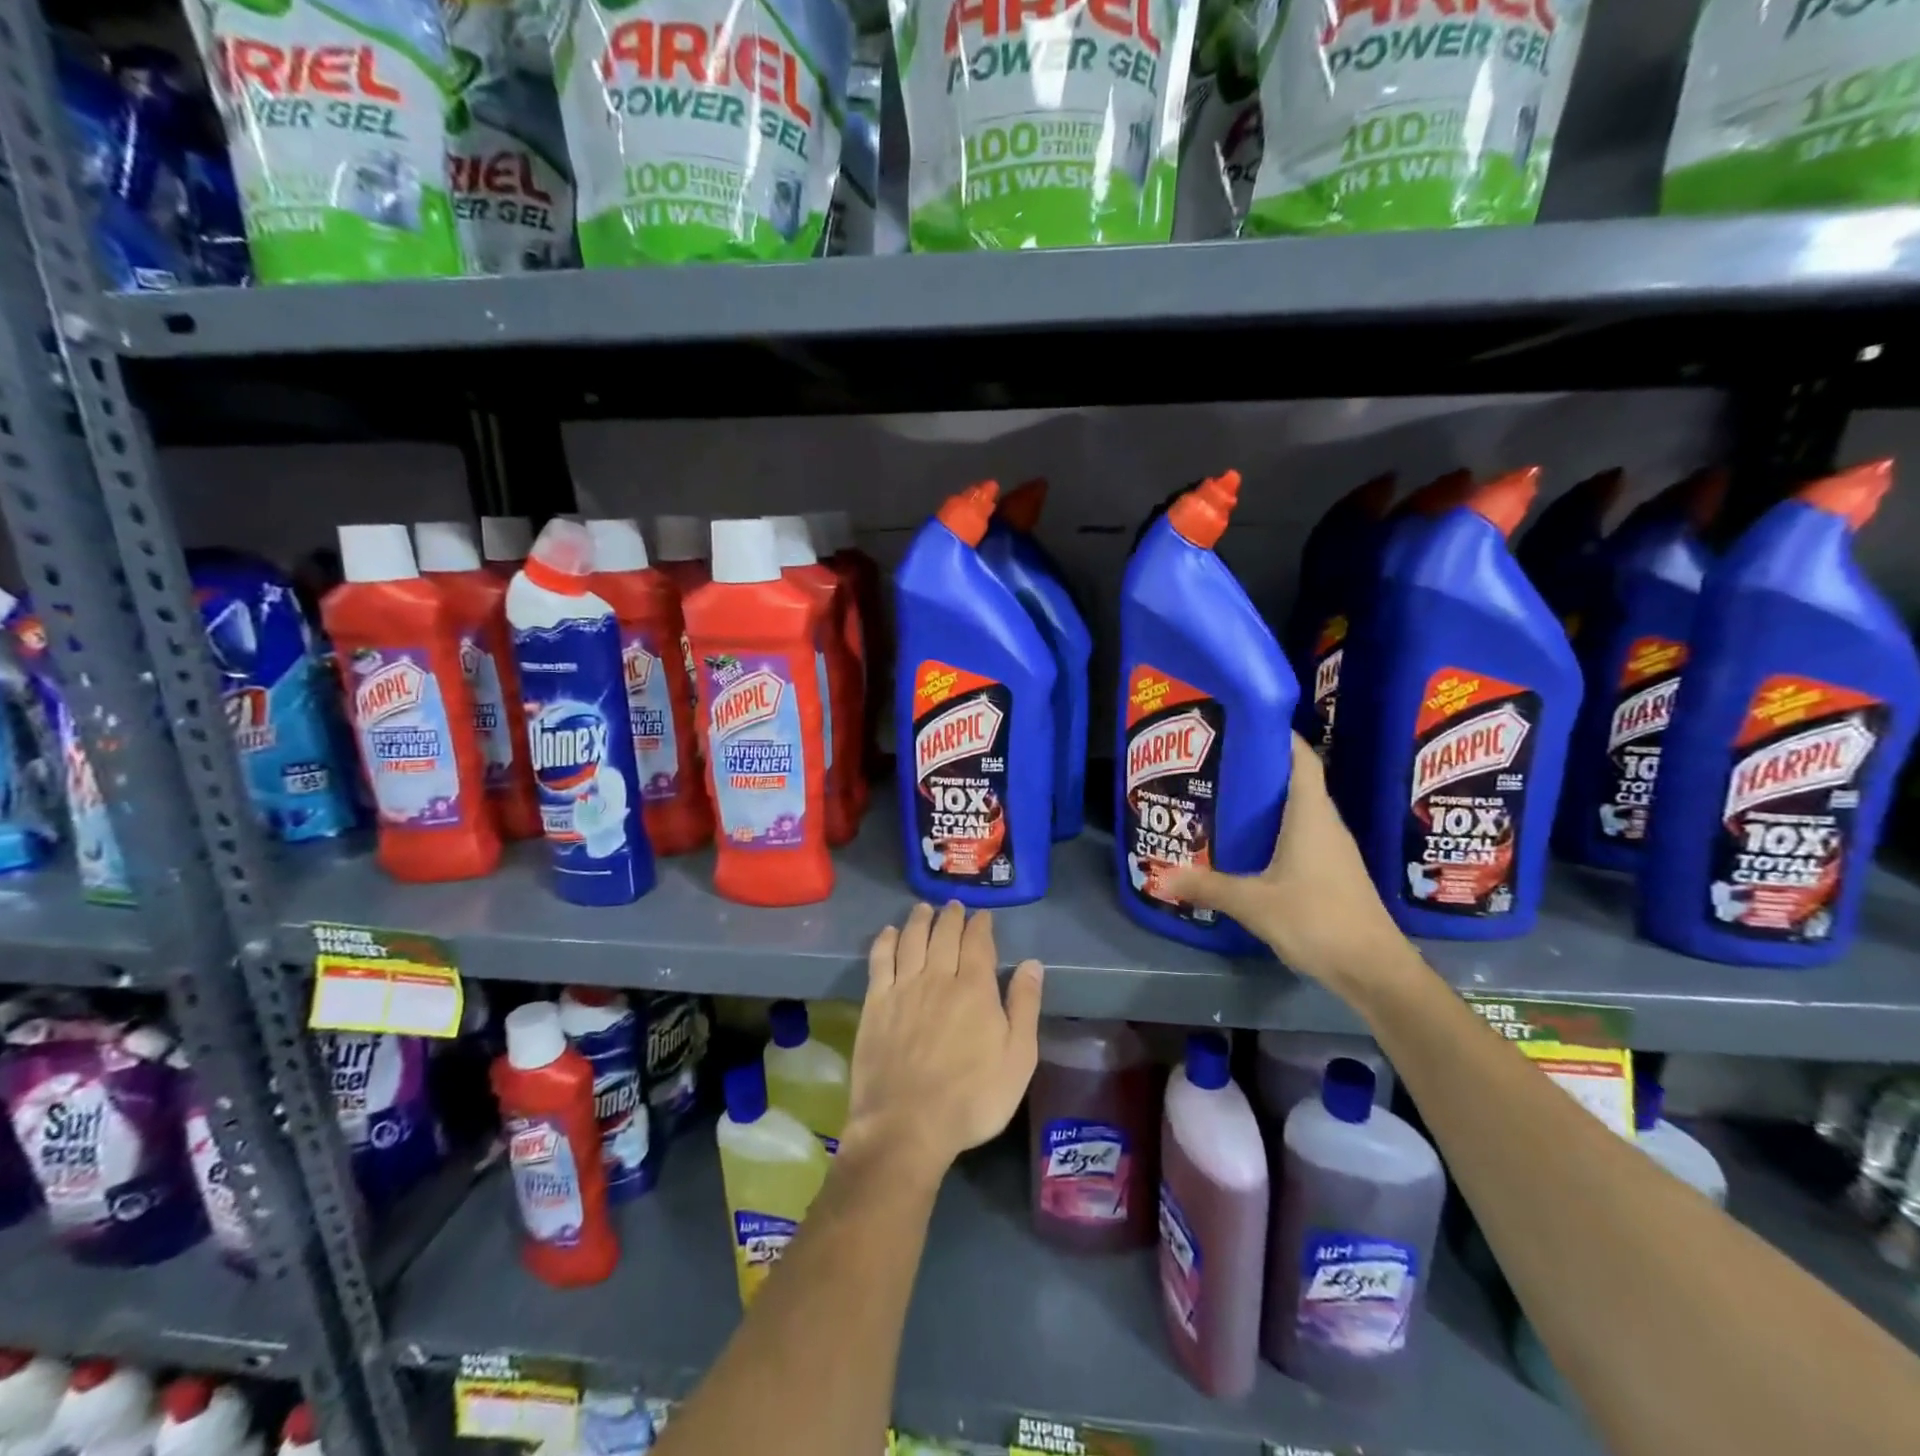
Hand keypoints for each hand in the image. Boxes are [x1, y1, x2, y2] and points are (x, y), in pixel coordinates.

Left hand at [842, 902, 1043, 1183]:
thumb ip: (1024, 1007)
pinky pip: (880, 960)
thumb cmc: (972, 1098)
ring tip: (923, 908)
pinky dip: (886, 941)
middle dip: (951, 916)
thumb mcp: (1018, 1059)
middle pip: (944, 934)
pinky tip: (889, 933)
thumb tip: (1032, 965)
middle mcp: (938, 977)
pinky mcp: (876, 1003)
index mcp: (975, 988)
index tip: (983, 916)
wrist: (907, 1125)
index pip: (978, 943)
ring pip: (912, 940)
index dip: (981, 926)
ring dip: (919, 920)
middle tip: (954, 905)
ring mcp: (903, 988)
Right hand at [1163, 732, 1417, 1002]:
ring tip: (1223, 797)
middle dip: (1259, 767)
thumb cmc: (1318, 920)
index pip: (1302, 759)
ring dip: (1266, 801)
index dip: (1278, 736)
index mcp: (1311, 816)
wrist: (1375, 970)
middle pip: (1296, 780)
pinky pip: (1301, 835)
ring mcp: (1332, 849)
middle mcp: (1325, 824)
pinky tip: (1247, 843)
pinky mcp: (1332, 871)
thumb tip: (1163, 876)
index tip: (1244, 723)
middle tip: (1216, 762)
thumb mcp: (1254, 903)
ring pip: (1298, 810)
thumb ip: (1208, 887)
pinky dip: (1275, 829)